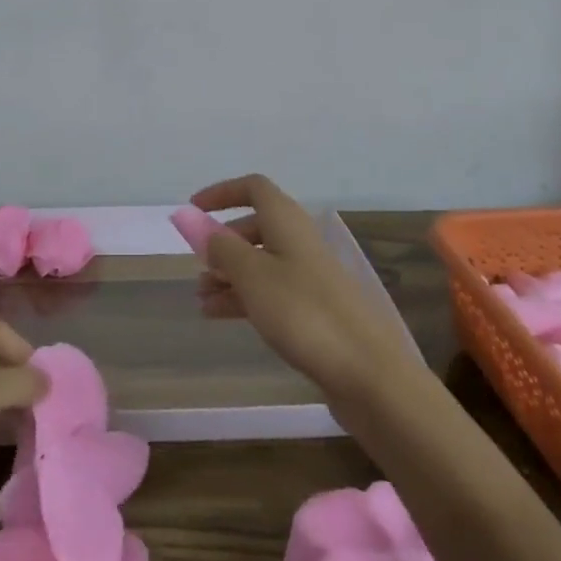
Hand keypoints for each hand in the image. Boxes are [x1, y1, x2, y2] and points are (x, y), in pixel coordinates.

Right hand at [193, 174, 419, 407]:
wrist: (366, 372)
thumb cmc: (302, 312)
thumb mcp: (252, 275)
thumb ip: (220, 247)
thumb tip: (195, 223)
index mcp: (286, 221)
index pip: (253, 188)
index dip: (222, 192)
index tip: (194, 209)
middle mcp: (298, 240)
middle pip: (255, 226)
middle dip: (222, 242)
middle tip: (198, 265)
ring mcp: (308, 275)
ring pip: (260, 261)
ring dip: (229, 274)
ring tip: (201, 298)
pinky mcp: (312, 308)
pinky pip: (270, 291)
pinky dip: (244, 297)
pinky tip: (219, 315)